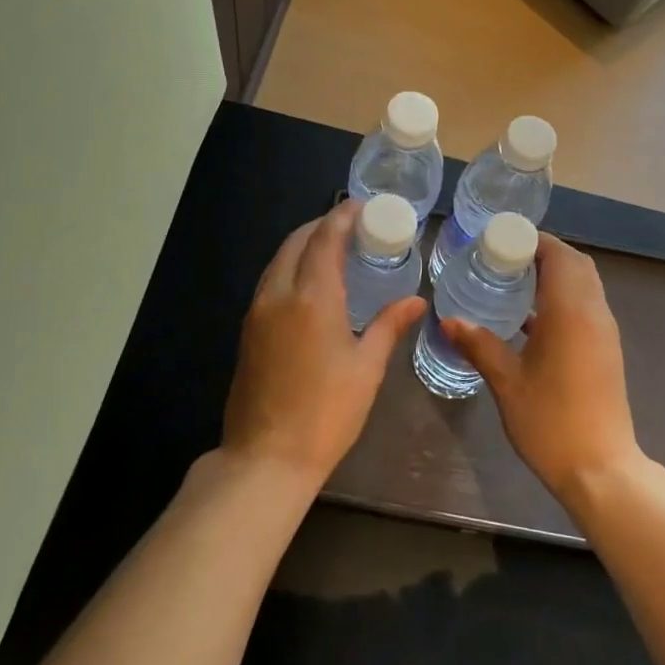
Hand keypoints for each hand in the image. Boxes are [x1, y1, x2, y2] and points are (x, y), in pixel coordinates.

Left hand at [222, 202, 425, 486]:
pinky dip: (290, 268)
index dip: (342, 217)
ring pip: (278, 261)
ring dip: (303, 246)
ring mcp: (257, 312)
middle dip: (322, 226)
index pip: (325, 240)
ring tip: (333, 248)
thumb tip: (416, 300)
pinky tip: (310, 283)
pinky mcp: (248, 331)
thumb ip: (389, 325)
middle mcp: (278, 295)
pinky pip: (270, 282)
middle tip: (351, 225)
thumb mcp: (367, 368)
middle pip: (296, 243)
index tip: (361, 206)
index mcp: (312, 298)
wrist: (267, 457)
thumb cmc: (327, 413)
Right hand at [443, 233, 641, 501]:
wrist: (600, 469)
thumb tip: (449, 320)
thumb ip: (479, 345)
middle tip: (504, 258)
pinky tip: (530, 319)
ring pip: (584, 285)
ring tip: (513, 282)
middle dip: (543, 253)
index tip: (501, 241)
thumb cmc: (550, 422)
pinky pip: (586, 306)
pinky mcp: (606, 350)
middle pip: (576, 264)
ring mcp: (604, 332)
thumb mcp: (507, 382)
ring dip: (555, 275)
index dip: (532, 241)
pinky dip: (563, 298)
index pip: (558, 255)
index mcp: (571, 311)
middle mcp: (594, 312)